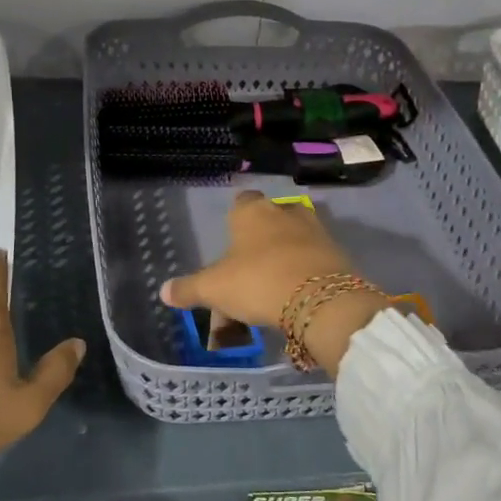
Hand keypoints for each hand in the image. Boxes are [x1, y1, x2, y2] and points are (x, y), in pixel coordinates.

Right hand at [159, 192, 387, 376]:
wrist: (320, 300)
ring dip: (285, 254)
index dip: (236, 219)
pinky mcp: (337, 252)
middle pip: (269, 219)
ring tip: (274, 284)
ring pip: (294, 237)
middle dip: (261, 239)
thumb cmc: (257, 282)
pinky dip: (305, 270)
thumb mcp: (214, 289)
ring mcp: (316, 230)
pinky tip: (297, 293)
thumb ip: (188, 289)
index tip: (231, 241)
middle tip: (249, 270)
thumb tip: (163, 292)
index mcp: (252, 211)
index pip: (242, 201)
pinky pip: (314, 257)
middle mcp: (285, 211)